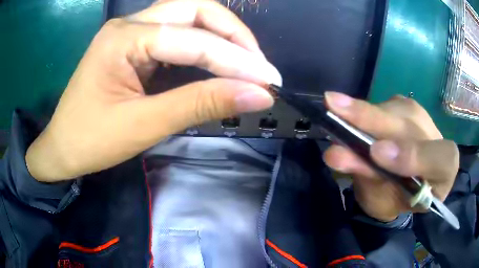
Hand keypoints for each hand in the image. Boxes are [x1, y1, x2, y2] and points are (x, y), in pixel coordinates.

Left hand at [26, 0, 280, 181]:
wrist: (62, 148)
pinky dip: (202, 46)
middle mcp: (128, 24)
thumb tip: (257, 96)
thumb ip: (201, 104)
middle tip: (257, 63)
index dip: (237, 60)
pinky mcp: (132, 45)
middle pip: (193, 9)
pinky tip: (216, 64)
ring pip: (186, 17)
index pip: (193, 40)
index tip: (270, 81)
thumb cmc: (91, 141)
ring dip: (220, 36)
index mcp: (123, 38)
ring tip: (245, 62)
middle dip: (232, 33)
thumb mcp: (144, 125)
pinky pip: (175, 34)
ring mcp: (130, 32)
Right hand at [322, 92, 458, 221]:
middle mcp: (436, 138)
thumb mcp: (383, 200)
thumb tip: (336, 153)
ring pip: (394, 110)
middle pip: (411, 124)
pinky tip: (349, 116)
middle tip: (334, 107)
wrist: (399, 186)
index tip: (376, 154)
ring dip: (364, 113)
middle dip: (373, 119)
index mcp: (444, 172)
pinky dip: (363, 111)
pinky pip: (384, 105)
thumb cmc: (393, 199)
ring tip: (337, 113)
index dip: (413, 156)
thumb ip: (368, 177)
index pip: (441, 159)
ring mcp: (422, 118)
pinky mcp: (404, 106)